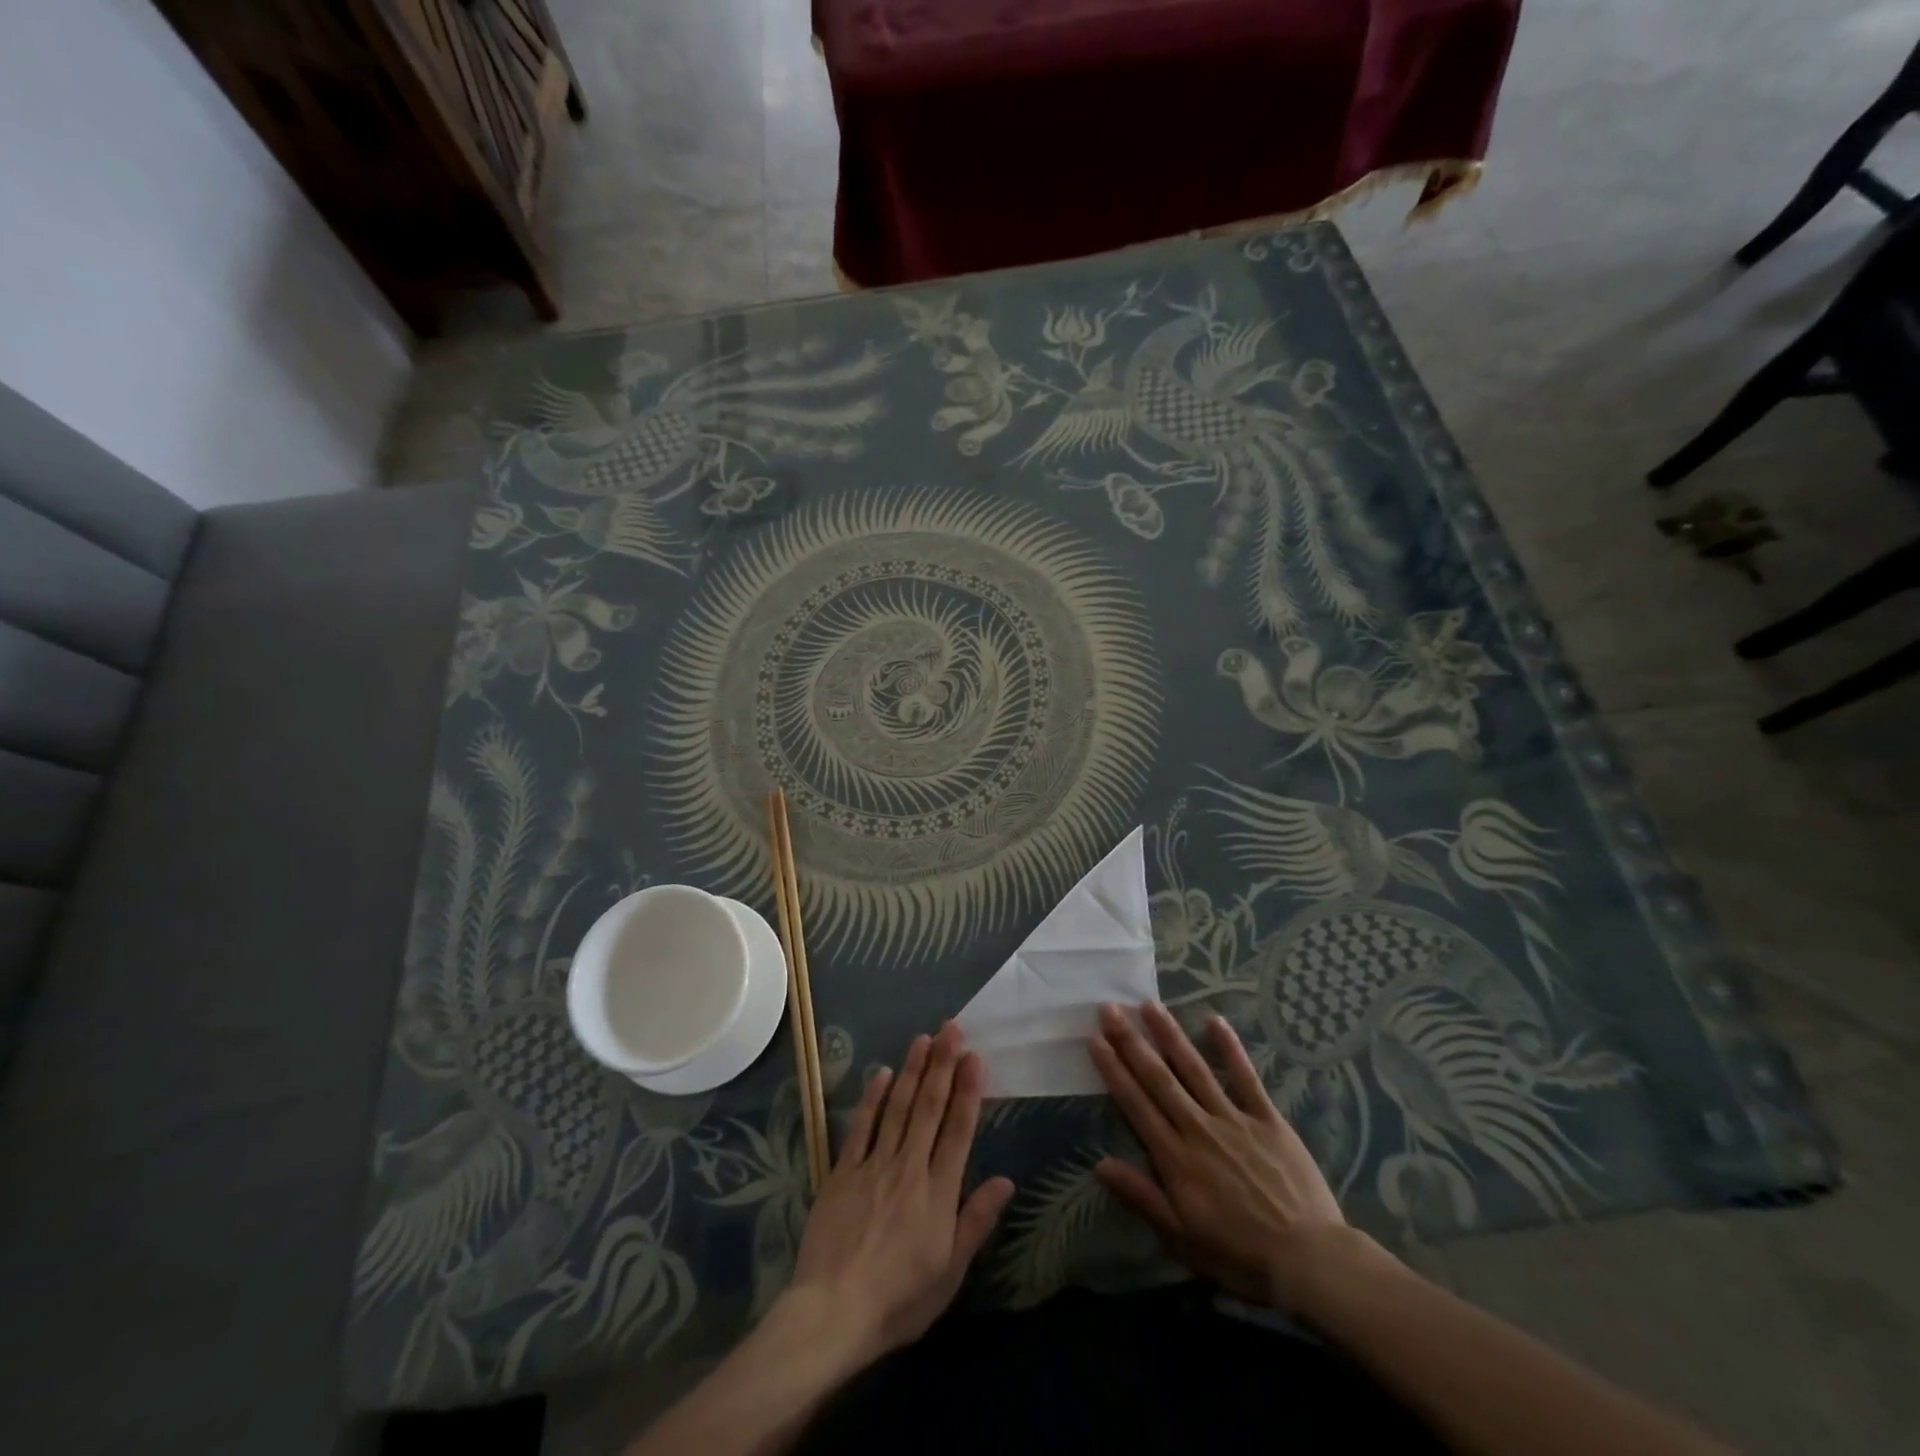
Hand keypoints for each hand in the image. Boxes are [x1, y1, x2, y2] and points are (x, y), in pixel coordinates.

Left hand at [785, 1021, 1015, 1365]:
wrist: (832, 1312)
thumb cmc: (899, 1300)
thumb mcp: (949, 1272)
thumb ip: (976, 1221)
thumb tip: (1006, 1180)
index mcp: (938, 1193)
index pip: (958, 1131)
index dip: (967, 1091)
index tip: (974, 1057)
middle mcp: (909, 1168)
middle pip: (929, 1108)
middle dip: (942, 1065)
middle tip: (951, 1028)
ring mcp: (873, 1166)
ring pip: (897, 1108)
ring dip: (912, 1070)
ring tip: (923, 1038)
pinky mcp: (843, 1172)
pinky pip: (861, 1127)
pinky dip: (872, 1098)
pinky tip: (881, 1073)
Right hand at [1089, 1002, 1364, 1312]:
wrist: (1309, 1261)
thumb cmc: (1240, 1256)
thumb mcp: (1181, 1238)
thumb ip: (1142, 1197)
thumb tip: (1100, 1163)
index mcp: (1175, 1157)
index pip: (1136, 1104)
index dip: (1114, 1071)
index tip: (1095, 1040)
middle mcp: (1198, 1128)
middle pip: (1159, 1078)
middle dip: (1132, 1042)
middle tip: (1111, 1009)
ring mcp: (1234, 1119)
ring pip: (1195, 1069)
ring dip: (1170, 1035)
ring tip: (1149, 1005)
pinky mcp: (1267, 1119)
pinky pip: (1246, 1077)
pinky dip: (1230, 1048)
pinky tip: (1215, 1021)